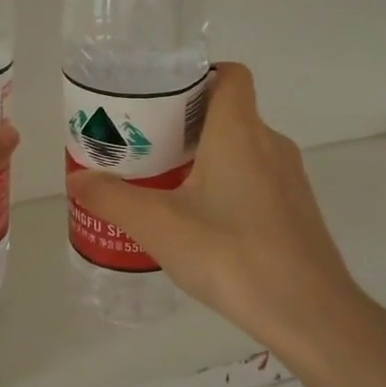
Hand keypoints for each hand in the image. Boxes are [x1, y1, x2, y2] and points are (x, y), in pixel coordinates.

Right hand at [67, 63, 382, 359]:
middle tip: (146, 147)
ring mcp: (289, 179)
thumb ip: (113, 198)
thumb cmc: (230, 253)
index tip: (161, 99)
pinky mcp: (296, 210)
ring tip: (165, 186)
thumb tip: (77, 180)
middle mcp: (270, 144)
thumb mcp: (159, 226)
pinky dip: (227, 186)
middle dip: (186, 124)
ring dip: (206, 158)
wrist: (308, 312)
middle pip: (229, 113)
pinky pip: (256, 180)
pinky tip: (202, 223)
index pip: (230, 74)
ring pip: (242, 149)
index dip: (198, 75)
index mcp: (240, 131)